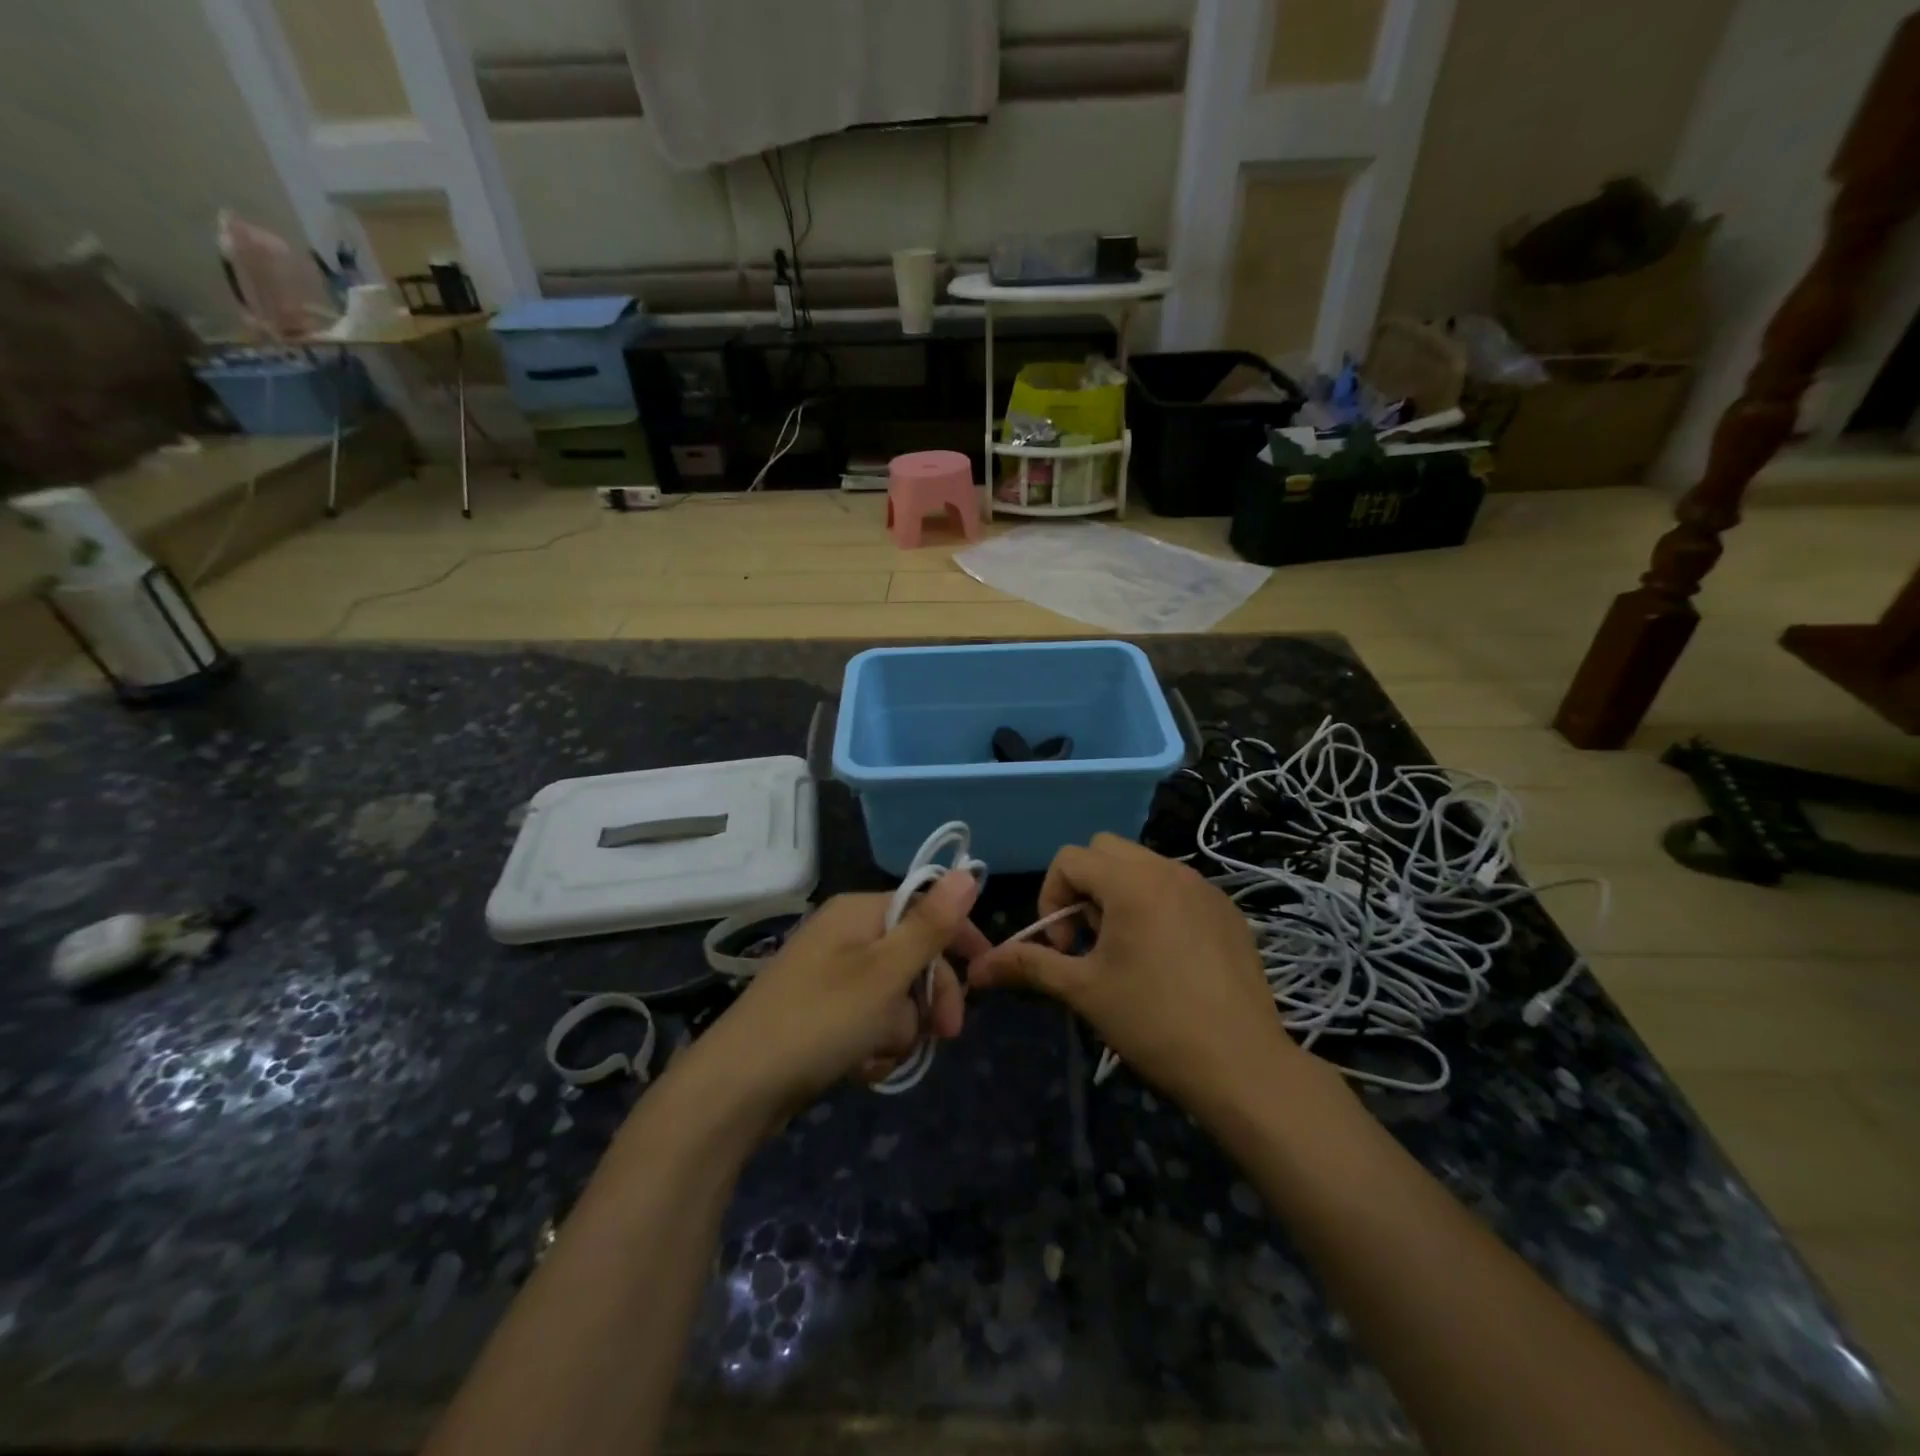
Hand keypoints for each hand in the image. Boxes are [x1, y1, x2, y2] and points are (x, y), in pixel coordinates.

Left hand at [689, 872, 991, 1123]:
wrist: (736, 1088)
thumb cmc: (820, 1020)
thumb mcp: (885, 972)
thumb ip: (930, 925)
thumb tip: (968, 871)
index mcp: (859, 912)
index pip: (927, 909)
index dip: (959, 941)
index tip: (985, 976)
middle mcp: (844, 934)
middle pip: (913, 957)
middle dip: (929, 999)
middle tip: (944, 1035)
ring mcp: (830, 974)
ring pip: (894, 996)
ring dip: (899, 1029)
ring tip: (878, 1055)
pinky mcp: (820, 1012)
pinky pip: (867, 1021)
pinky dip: (873, 1044)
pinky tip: (861, 1068)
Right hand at [971, 834, 1303, 1117]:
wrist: (1242, 1066)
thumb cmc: (1154, 1023)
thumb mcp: (1083, 990)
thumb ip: (1029, 965)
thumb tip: (977, 967)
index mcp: (1131, 882)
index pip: (1069, 858)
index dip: (1051, 898)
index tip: (1064, 947)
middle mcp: (1169, 869)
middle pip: (1105, 850)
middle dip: (1084, 887)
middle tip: (1091, 940)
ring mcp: (1204, 886)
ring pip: (1142, 865)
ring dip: (1119, 894)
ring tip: (1126, 950)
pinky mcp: (1227, 909)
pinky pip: (1176, 886)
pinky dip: (1155, 904)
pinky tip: (1166, 957)